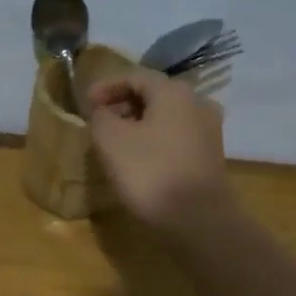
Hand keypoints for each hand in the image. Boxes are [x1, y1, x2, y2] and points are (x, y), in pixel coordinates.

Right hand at [85, 65, 230, 229]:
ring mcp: (208, 130)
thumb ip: (100, 117)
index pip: (134, 76)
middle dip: (122, 105)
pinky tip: (138, 158)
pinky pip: (175, 137)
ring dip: (138, 124)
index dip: (106, 86)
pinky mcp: (210, 155)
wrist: (198, 219)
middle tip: (98, 122)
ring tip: (115, 142)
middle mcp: (196, 102)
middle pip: (153, 94)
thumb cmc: (150, 172)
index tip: (85, 102)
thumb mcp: (111, 140)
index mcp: (173, 92)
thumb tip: (103, 111)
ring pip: (165, 117)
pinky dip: (153, 140)